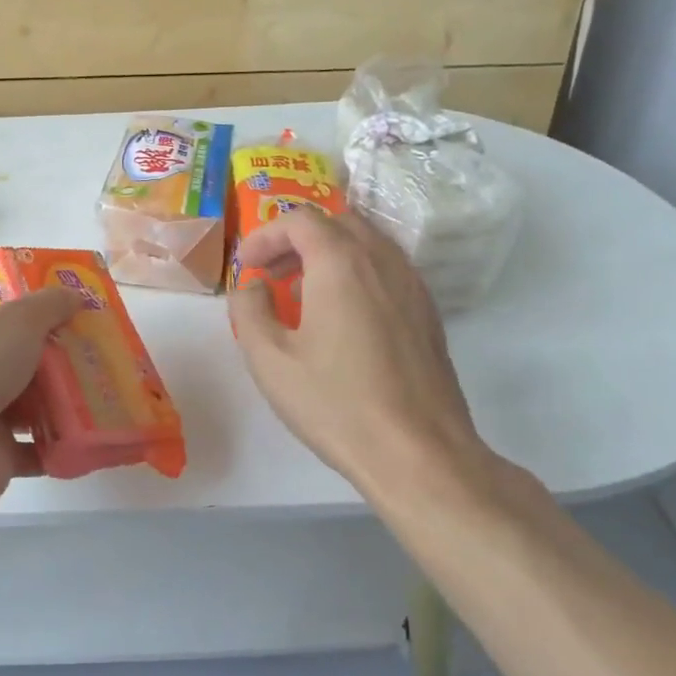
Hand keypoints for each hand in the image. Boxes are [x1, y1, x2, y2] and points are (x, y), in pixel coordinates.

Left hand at [0, 288, 83, 514]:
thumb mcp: (17, 318)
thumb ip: (50, 305)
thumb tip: (77, 295)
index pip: (0, 317)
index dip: (36, 317)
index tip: (75, 322)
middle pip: (18, 361)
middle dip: (56, 363)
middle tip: (99, 361)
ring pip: (28, 405)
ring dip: (61, 404)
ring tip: (105, 398)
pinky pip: (34, 449)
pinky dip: (59, 446)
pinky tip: (91, 438)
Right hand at [229, 208, 494, 495]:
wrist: (419, 455)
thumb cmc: (336, 404)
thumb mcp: (269, 359)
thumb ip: (249, 310)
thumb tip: (252, 287)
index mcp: (341, 263)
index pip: (300, 220)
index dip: (266, 235)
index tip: (247, 266)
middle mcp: (383, 262)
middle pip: (338, 223)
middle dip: (297, 238)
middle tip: (271, 272)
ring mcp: (413, 286)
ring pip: (368, 244)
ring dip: (329, 254)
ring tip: (302, 292)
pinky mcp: (428, 314)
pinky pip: (387, 271)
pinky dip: (357, 273)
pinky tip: (341, 317)